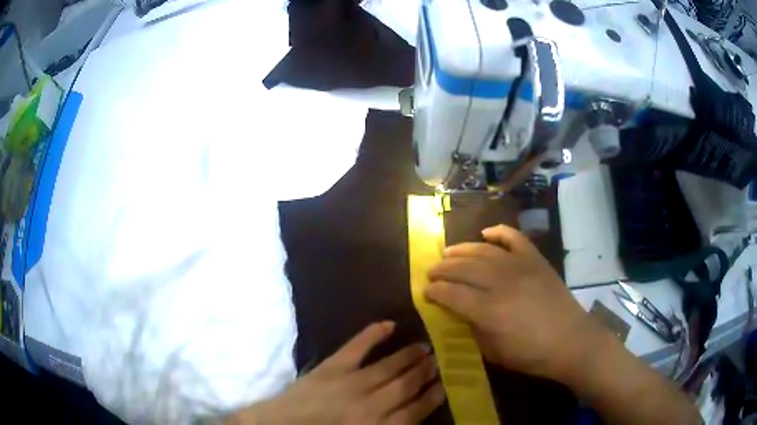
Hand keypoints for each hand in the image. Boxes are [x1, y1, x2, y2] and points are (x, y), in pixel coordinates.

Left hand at [228, 322, 444, 424]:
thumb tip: (411, 415)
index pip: (415, 411)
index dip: (432, 396)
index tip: (444, 383)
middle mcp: (371, 405)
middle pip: (406, 386)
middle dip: (425, 373)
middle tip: (439, 360)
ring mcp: (351, 383)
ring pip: (389, 367)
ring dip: (408, 356)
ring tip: (425, 346)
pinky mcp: (331, 367)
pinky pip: (356, 347)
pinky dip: (372, 334)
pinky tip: (388, 324)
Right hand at [425, 225, 591, 381]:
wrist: (570, 340)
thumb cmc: (530, 353)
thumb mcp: (493, 352)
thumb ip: (472, 330)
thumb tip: (458, 313)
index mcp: (488, 310)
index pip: (451, 293)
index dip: (434, 291)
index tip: (426, 292)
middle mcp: (500, 282)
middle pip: (462, 268)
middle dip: (442, 269)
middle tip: (432, 272)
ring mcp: (520, 266)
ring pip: (483, 250)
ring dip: (461, 249)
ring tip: (448, 252)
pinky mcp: (535, 259)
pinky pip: (514, 237)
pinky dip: (499, 232)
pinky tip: (486, 233)